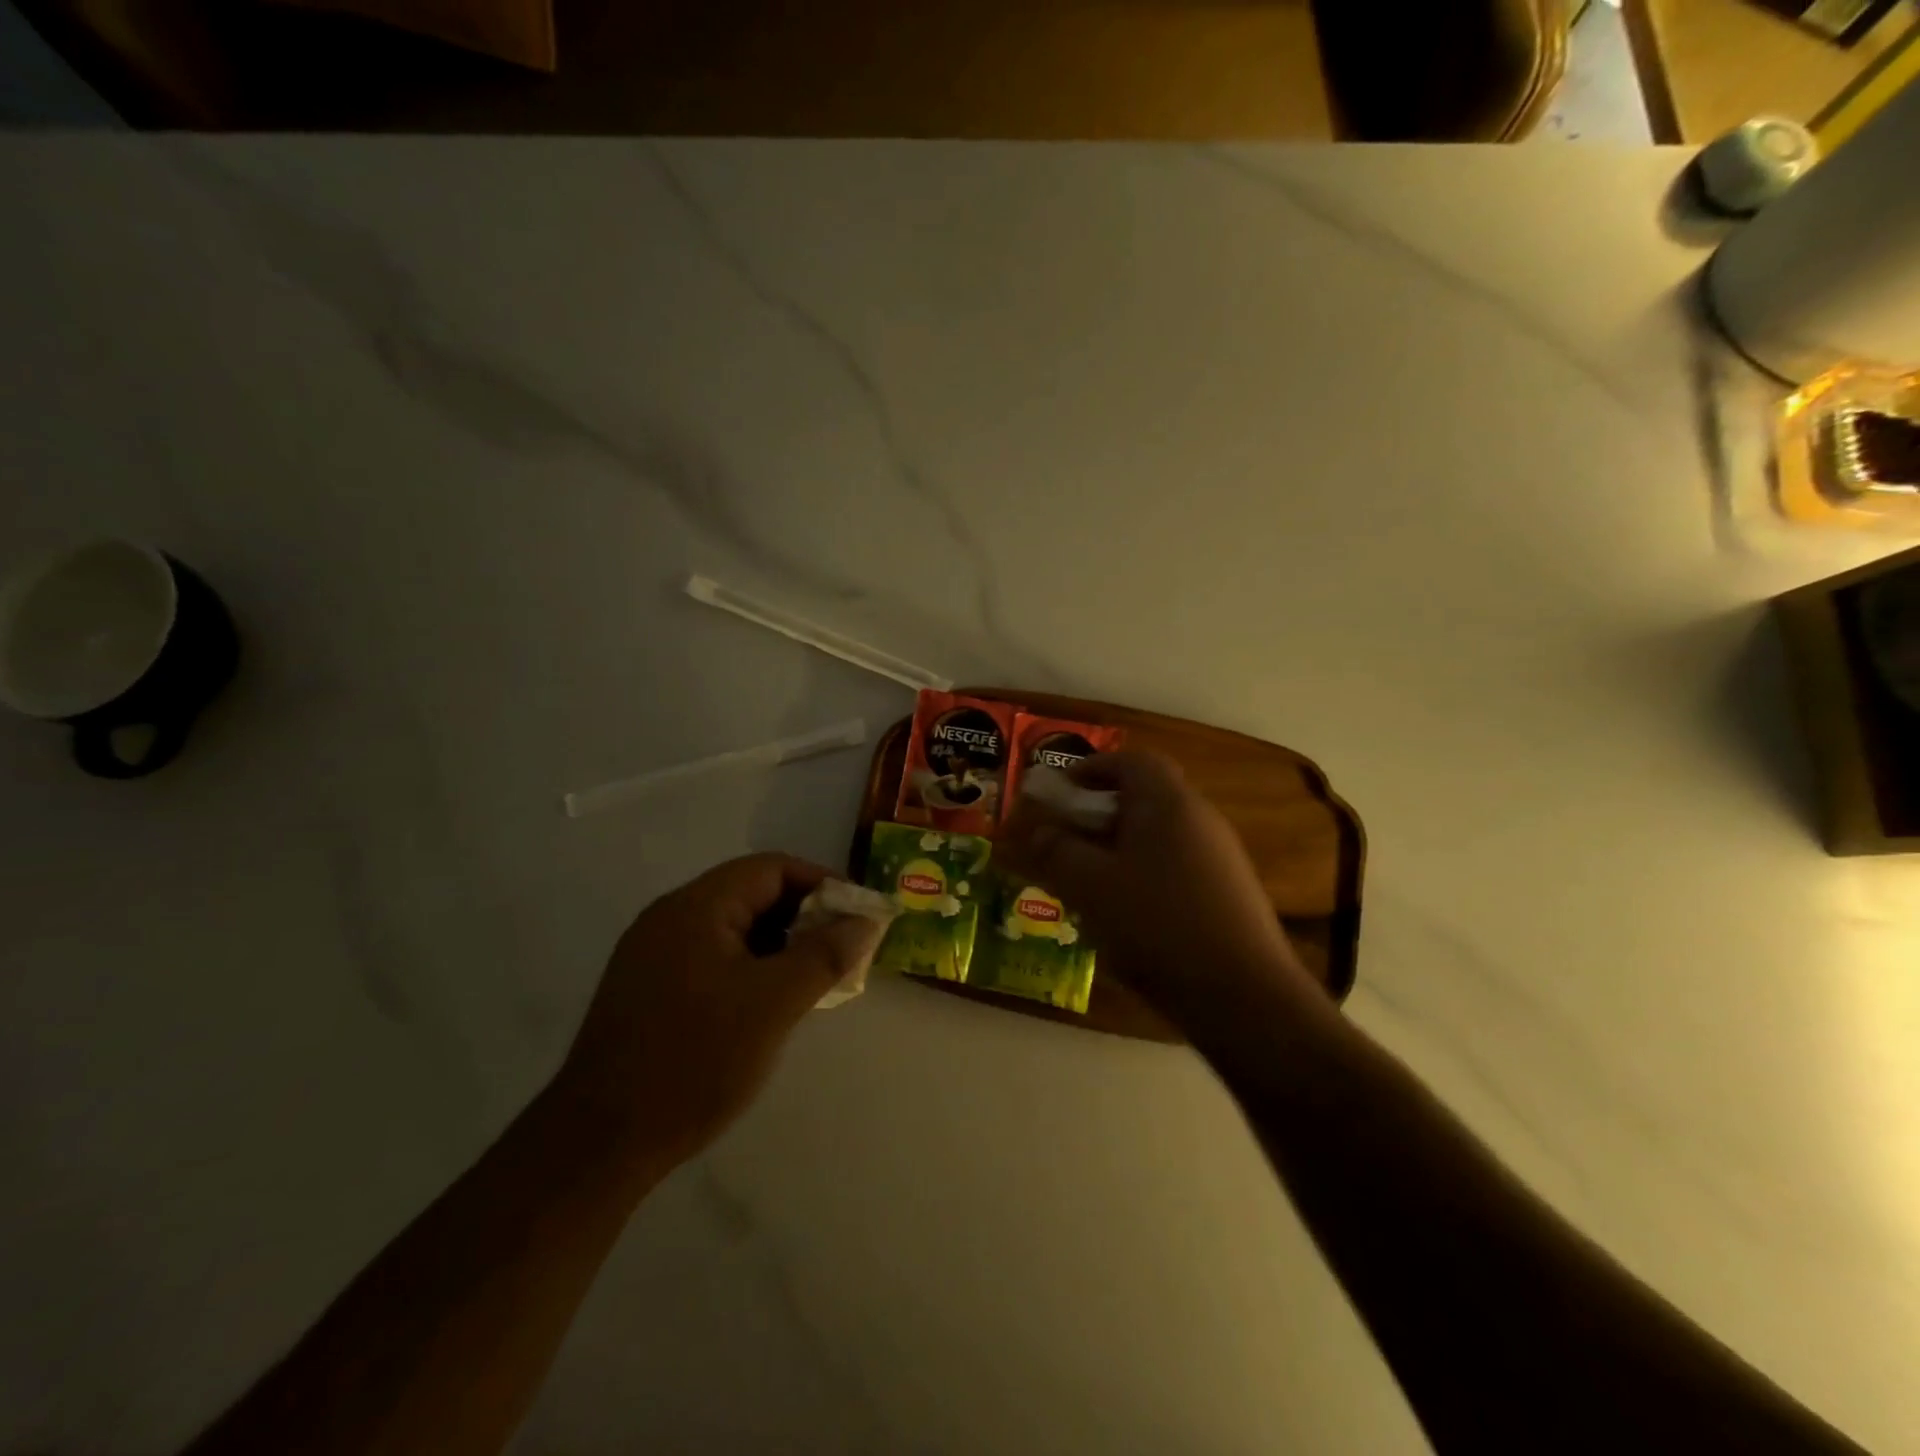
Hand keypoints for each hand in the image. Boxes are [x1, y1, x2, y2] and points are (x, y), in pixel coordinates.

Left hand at [554, 854, 884, 1167]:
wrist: (598, 1144)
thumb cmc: (694, 1061)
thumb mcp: (773, 1004)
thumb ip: (824, 955)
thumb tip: (866, 920)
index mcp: (696, 906)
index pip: (771, 868)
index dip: (822, 883)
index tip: (857, 915)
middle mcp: (670, 918)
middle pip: (752, 894)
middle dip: (804, 916)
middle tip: (842, 951)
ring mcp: (654, 954)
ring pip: (734, 929)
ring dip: (779, 945)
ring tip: (814, 980)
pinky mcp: (649, 989)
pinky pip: (713, 958)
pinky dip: (751, 967)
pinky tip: (770, 1004)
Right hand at [996, 751, 1323, 1033]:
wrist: (1242, 994)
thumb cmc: (1156, 924)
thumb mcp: (1090, 885)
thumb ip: (1056, 851)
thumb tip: (1036, 830)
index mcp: (1167, 802)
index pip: (1130, 761)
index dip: (1091, 768)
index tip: (1061, 791)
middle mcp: (1199, 818)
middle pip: (1145, 796)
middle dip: (1099, 813)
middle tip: (1067, 838)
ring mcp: (1220, 856)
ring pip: (1158, 835)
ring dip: (1119, 846)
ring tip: (1088, 879)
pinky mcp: (1228, 892)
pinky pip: (1175, 865)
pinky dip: (1143, 873)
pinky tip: (1126, 913)